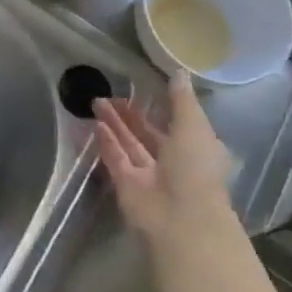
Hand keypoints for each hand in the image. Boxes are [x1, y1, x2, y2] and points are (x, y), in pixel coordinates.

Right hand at [94, 72, 234, 243]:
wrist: (180, 218)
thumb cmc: (195, 167)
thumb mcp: (193, 125)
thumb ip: (182, 100)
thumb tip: (179, 72)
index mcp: (195, 148)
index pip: (177, 123)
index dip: (161, 107)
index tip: (143, 88)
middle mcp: (173, 161)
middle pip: (148, 134)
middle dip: (131, 115)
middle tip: (110, 94)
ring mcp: (149, 175)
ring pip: (130, 145)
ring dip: (115, 124)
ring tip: (97, 101)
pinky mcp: (127, 186)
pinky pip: (116, 159)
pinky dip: (107, 143)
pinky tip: (96, 124)